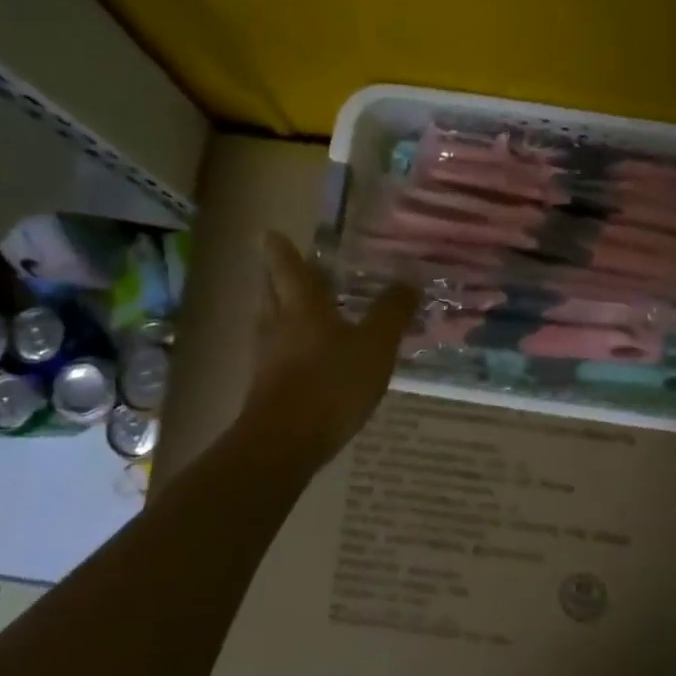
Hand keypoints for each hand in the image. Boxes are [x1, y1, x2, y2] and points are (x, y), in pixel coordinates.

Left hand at [243, 231, 419, 464]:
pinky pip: (276, 354)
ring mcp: (267, 358)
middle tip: (285, 266)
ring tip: (299, 308)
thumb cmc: (332, 383)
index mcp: (301, 305)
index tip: (269, 233)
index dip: (280, 248)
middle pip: (271, 292)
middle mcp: (277, 325)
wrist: (286, 442)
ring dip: (281, 310)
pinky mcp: (266, 387)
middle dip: (277, 277)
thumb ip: (392, 312)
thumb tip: (409, 279)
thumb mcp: (375, 345)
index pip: (286, 266)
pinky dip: (288, 345)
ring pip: (271, 322)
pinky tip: (305, 356)